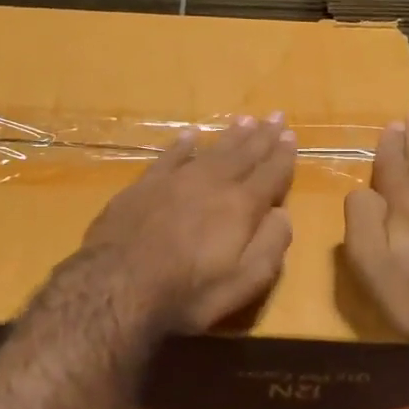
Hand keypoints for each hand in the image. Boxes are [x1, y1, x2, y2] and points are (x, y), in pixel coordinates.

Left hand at [80, 115, 296, 332]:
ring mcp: (175, 180)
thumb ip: (270, 246)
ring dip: (231, 135)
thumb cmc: (187, 292)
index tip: (291, 136)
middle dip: (262, 136)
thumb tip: (284, 214)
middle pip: (243, 154)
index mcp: (240, 206)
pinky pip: (170, 156)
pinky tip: (190, 135)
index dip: (282, 156)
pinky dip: (183, 144)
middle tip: (276, 116)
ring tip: (246, 120)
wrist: (117, 285)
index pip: (270, 174)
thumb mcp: (243, 282)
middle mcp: (212, 183)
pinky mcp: (144, 185)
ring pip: (211, 150)